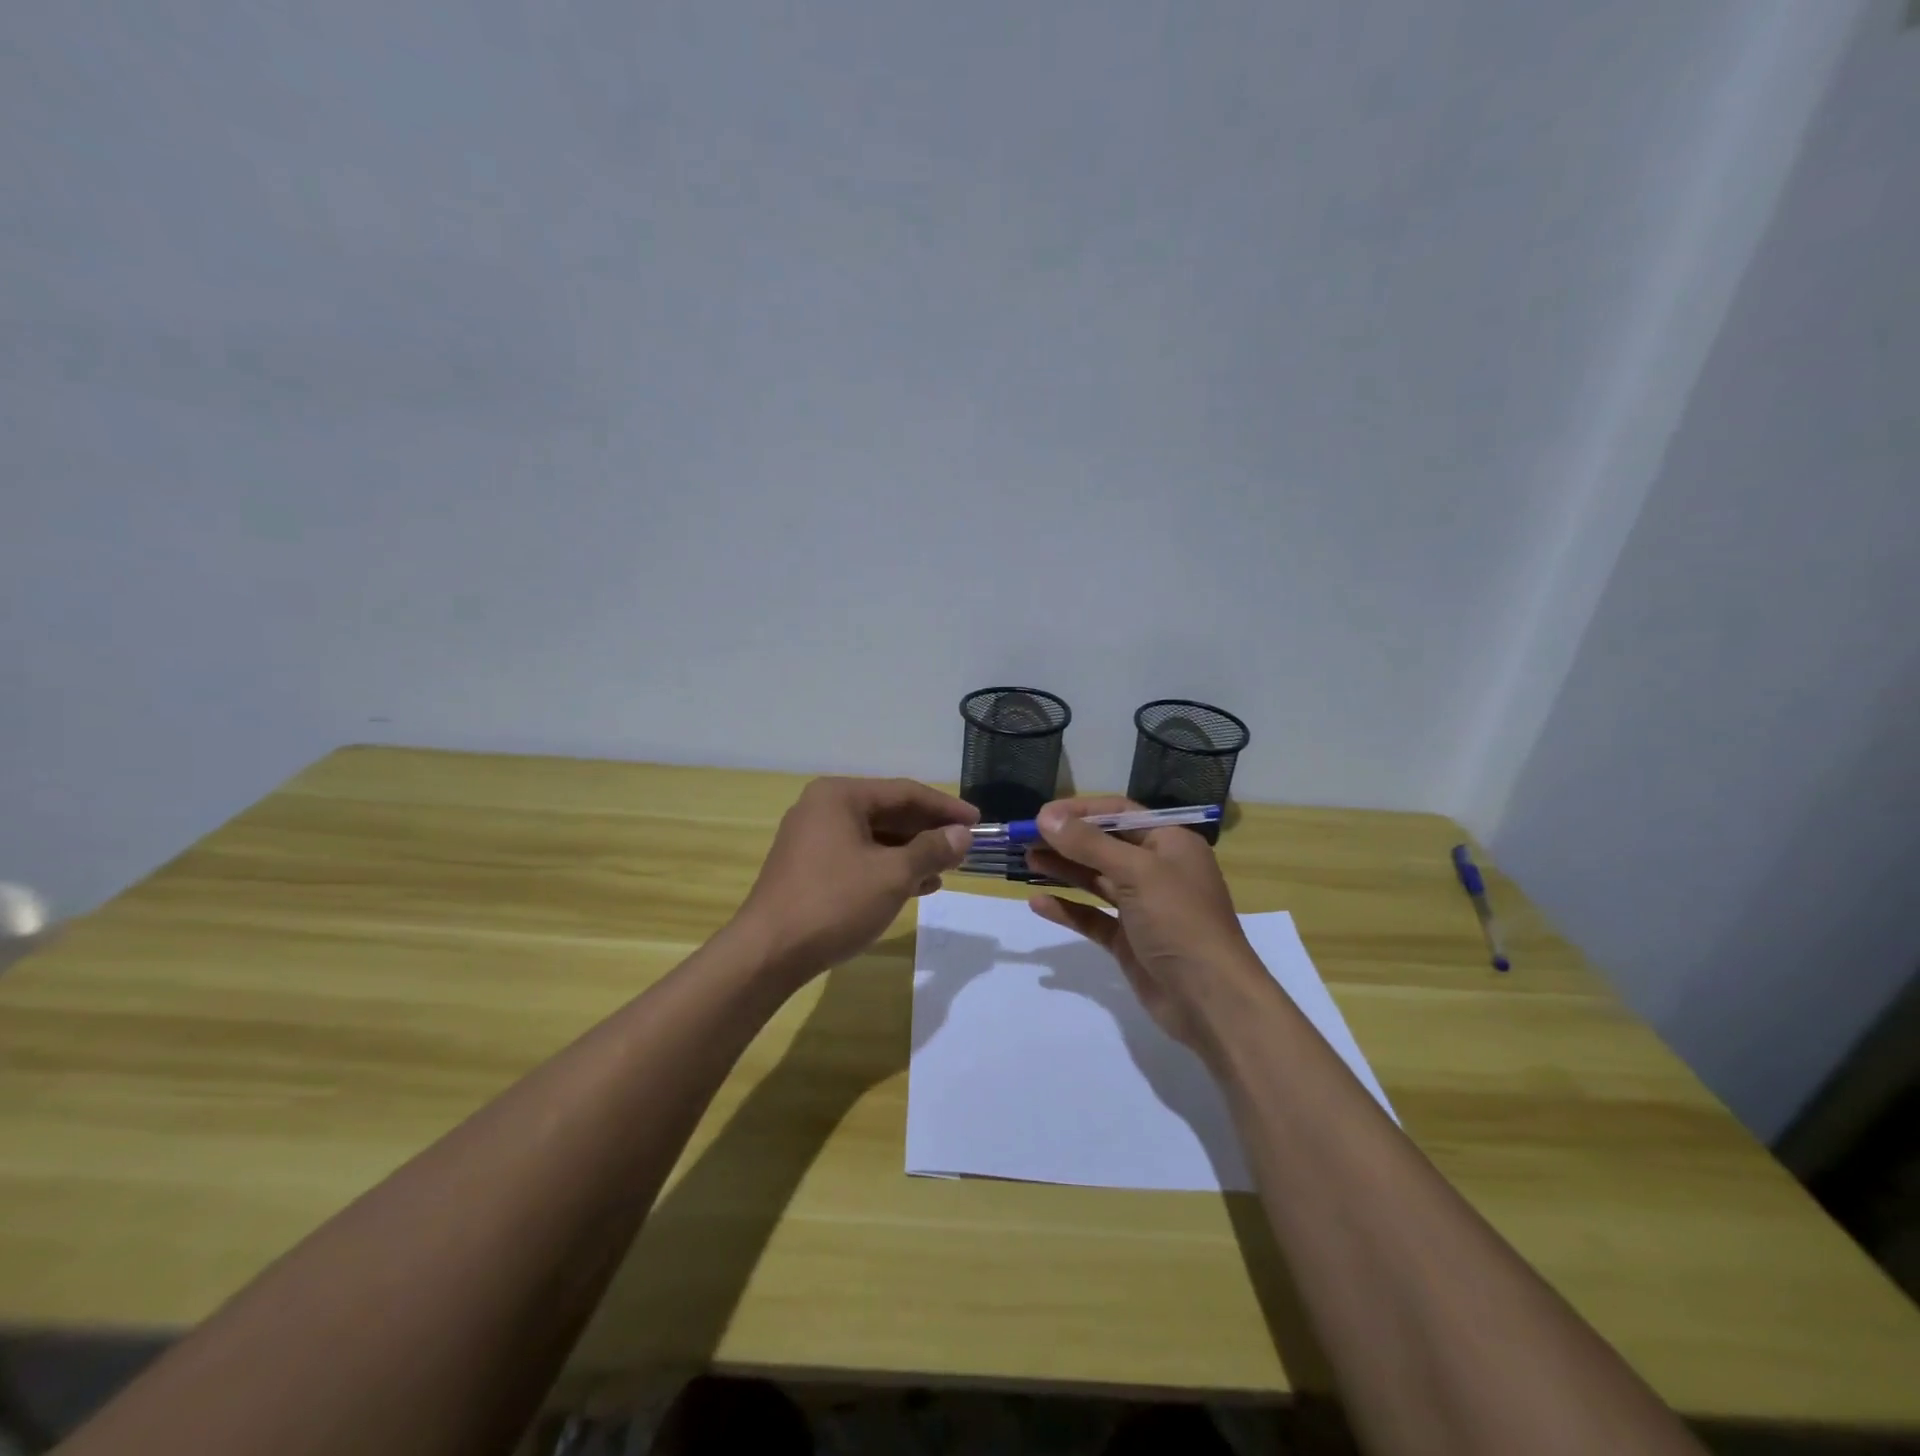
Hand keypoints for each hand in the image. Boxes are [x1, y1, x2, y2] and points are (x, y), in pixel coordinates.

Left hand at [738, 777, 978, 979]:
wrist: (768, 954)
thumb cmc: (834, 903)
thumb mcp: (892, 875)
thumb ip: (931, 850)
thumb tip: (962, 835)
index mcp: (840, 796)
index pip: (905, 792)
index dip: (945, 807)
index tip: (978, 822)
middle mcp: (824, 808)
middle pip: (889, 812)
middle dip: (929, 831)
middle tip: (965, 847)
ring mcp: (813, 839)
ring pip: (875, 837)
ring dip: (912, 852)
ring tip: (947, 869)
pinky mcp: (810, 868)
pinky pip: (859, 857)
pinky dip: (889, 868)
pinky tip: (917, 886)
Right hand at [1026, 796, 1275, 1056]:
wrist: (1211, 999)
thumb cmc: (1179, 921)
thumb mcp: (1136, 872)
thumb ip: (1089, 844)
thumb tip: (1045, 816)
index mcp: (1169, 843)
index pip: (1119, 813)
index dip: (1080, 812)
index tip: (1041, 815)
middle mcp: (1157, 870)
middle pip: (1104, 846)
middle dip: (1066, 841)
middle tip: (1024, 839)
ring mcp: (1143, 907)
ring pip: (1096, 880)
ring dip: (1063, 869)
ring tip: (1026, 861)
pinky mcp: (1129, 940)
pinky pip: (1093, 917)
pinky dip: (1068, 909)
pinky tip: (1037, 903)